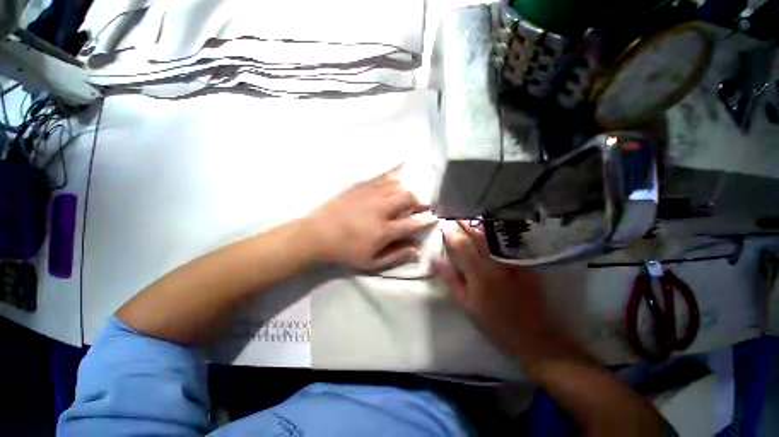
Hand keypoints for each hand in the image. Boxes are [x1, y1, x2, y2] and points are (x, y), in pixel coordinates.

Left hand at [306, 167, 436, 270]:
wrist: (318, 234)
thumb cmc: (346, 251)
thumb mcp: (371, 263)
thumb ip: (396, 256)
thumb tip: (417, 250)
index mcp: (383, 230)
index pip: (413, 222)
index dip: (427, 220)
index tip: (434, 218)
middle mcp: (380, 209)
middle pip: (409, 197)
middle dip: (421, 200)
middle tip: (424, 204)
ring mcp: (371, 195)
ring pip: (398, 185)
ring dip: (411, 187)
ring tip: (415, 191)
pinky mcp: (362, 186)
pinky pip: (384, 175)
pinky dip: (397, 172)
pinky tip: (405, 167)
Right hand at [433, 221, 549, 358]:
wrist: (532, 334)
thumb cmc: (493, 321)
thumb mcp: (465, 304)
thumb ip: (450, 280)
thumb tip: (436, 259)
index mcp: (479, 274)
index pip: (462, 246)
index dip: (451, 233)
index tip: (443, 224)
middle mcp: (496, 263)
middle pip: (477, 236)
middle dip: (463, 224)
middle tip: (453, 215)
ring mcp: (512, 261)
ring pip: (492, 236)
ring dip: (477, 225)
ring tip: (467, 217)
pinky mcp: (524, 262)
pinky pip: (506, 242)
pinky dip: (494, 233)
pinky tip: (488, 228)